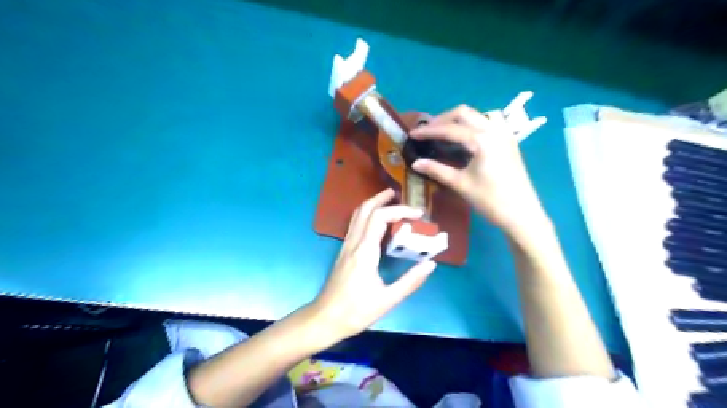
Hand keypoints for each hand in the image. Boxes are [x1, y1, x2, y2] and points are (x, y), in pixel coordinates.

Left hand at [313, 190, 436, 342]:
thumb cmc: (356, 311)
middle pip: (365, 209)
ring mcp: (346, 245)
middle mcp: (353, 243)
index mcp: (365, 251)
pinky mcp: (344, 251)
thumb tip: (431, 264)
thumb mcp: (387, 300)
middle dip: (383, 198)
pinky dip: (368, 214)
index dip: (400, 210)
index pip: (381, 217)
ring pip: (357, 214)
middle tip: (401, 195)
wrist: (325, 318)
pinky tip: (378, 222)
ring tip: (390, 201)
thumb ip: (410, 281)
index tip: (419, 214)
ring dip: (373, 203)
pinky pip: (355, 224)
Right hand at [411, 104, 548, 238]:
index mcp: (482, 140)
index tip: (412, 134)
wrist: (522, 214)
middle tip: (427, 131)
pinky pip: (490, 122)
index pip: (449, 129)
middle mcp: (494, 130)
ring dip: (459, 119)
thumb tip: (415, 163)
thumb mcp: (461, 184)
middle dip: (442, 119)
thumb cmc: (491, 200)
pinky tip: (467, 137)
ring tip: (445, 131)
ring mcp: (504, 134)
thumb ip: (437, 170)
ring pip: (478, 114)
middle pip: (464, 113)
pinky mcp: (509, 141)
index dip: (428, 131)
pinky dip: (474, 123)